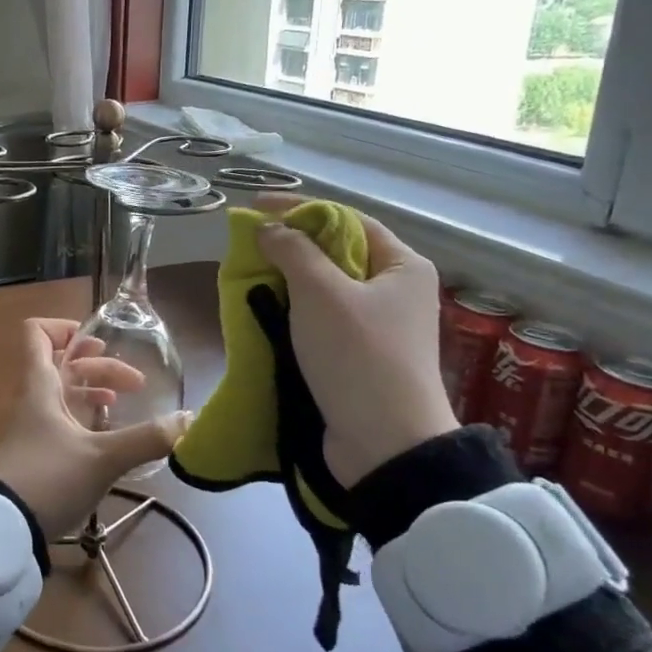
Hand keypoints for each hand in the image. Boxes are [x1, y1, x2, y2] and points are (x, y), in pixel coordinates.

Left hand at [0, 319, 190, 539]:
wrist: (2, 528)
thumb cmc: (47, 478)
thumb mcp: (101, 458)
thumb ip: (145, 439)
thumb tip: (190, 421)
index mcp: (42, 386)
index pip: (38, 334)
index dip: (65, 328)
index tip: (100, 342)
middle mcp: (37, 400)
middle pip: (65, 365)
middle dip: (101, 366)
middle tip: (138, 384)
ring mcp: (38, 428)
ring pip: (67, 394)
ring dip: (95, 391)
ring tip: (123, 402)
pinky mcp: (42, 454)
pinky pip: (67, 422)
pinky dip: (89, 420)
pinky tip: (110, 436)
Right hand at [254, 197, 456, 490]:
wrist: (385, 444)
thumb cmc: (358, 356)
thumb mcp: (321, 294)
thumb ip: (292, 251)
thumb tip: (268, 228)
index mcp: (402, 266)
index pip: (347, 219)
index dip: (300, 209)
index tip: (256, 207)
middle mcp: (396, 291)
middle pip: (337, 252)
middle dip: (292, 244)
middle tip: (249, 244)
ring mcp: (379, 326)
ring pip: (327, 287)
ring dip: (289, 278)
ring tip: (251, 275)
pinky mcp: (361, 355)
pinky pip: (323, 318)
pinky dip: (295, 310)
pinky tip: (267, 311)